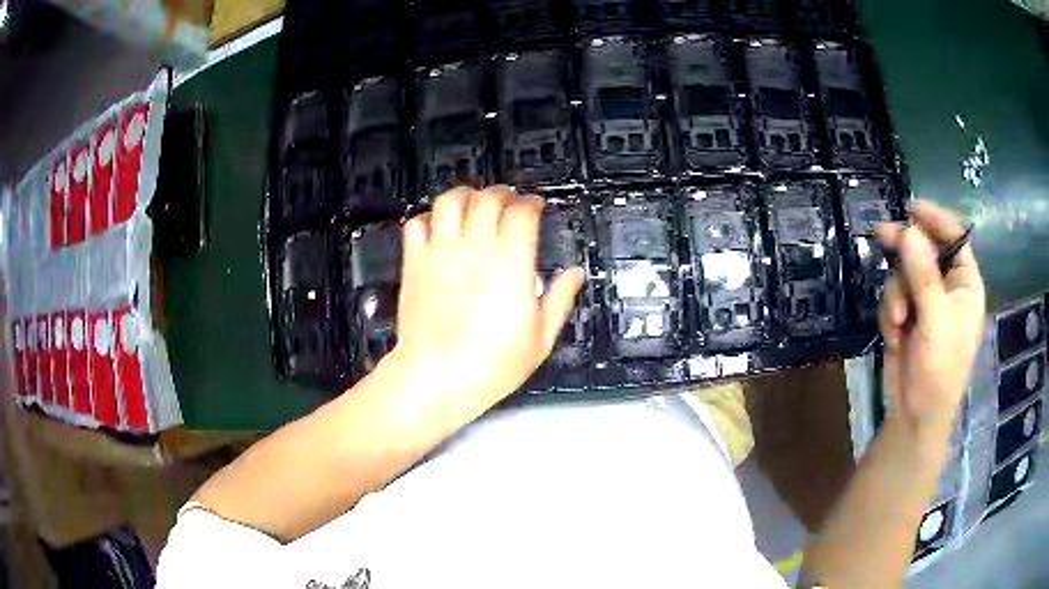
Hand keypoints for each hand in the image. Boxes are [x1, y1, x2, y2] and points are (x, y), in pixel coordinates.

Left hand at [384, 186, 584, 422]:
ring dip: (465, 195)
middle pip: (488, 198)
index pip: (522, 212)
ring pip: (450, 201)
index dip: (532, 203)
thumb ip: (560, 299)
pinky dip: (429, 218)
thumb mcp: (540, 338)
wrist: (437, 377)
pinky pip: (416, 223)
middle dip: (503, 193)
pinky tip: (439, 228)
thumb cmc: (493, 364)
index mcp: (511, 263)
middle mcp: (475, 248)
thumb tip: (576, 273)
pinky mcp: (414, 262)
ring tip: (473, 204)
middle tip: (509, 202)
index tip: (537, 206)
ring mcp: (440, 252)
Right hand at [874, 201, 985, 441]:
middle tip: (880, 235)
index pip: (954, 238)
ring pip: (904, 272)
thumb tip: (909, 229)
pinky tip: (894, 332)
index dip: (935, 219)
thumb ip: (923, 275)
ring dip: (896, 293)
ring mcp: (926, 301)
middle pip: (925, 249)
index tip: (911, 207)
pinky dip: (890, 311)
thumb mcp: (935, 321)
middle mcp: (947, 287)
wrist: (914, 415)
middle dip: (905, 251)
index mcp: (965, 284)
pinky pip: (893, 295)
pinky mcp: (908, 315)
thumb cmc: (938, 370)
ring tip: (898, 320)